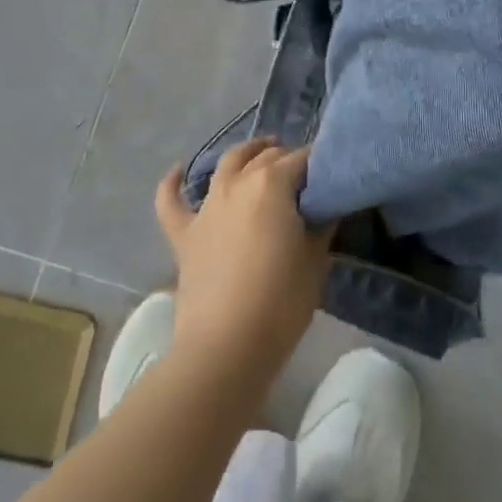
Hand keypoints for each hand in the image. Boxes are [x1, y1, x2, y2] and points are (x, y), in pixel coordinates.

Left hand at [154, 140, 333, 400]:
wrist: (225, 348)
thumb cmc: (281, 302)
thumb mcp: (316, 261)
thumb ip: (320, 224)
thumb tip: (323, 206)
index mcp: (272, 184)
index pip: (302, 160)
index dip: (318, 165)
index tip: (330, 176)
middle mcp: (238, 183)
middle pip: (267, 158)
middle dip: (287, 159)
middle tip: (304, 177)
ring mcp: (207, 206)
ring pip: (227, 165)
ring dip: (245, 154)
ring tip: (260, 153)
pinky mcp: (184, 234)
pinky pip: (171, 201)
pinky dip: (172, 184)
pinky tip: (177, 171)